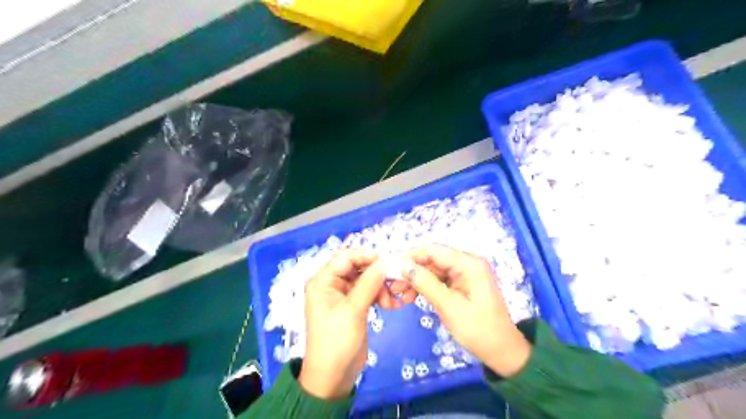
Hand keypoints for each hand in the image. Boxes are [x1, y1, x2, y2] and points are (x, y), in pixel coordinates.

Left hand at [300, 248, 387, 399]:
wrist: (333, 378)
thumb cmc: (337, 342)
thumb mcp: (353, 310)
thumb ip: (369, 283)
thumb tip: (386, 260)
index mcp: (323, 281)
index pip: (345, 257)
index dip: (366, 256)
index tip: (388, 261)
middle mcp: (332, 284)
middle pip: (358, 268)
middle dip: (377, 274)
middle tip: (395, 282)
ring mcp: (344, 296)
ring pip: (367, 280)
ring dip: (382, 287)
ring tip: (393, 301)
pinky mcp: (354, 306)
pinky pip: (369, 293)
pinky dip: (381, 297)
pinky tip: (393, 306)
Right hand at [405, 244, 532, 377]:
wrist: (501, 351)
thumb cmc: (478, 329)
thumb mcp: (449, 306)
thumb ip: (425, 283)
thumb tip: (403, 266)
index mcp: (469, 264)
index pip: (434, 250)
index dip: (411, 255)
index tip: (390, 265)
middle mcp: (467, 263)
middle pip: (432, 259)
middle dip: (411, 271)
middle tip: (392, 285)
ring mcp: (464, 273)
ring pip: (432, 270)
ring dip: (416, 280)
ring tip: (400, 295)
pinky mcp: (461, 284)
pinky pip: (438, 279)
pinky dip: (425, 287)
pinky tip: (412, 297)